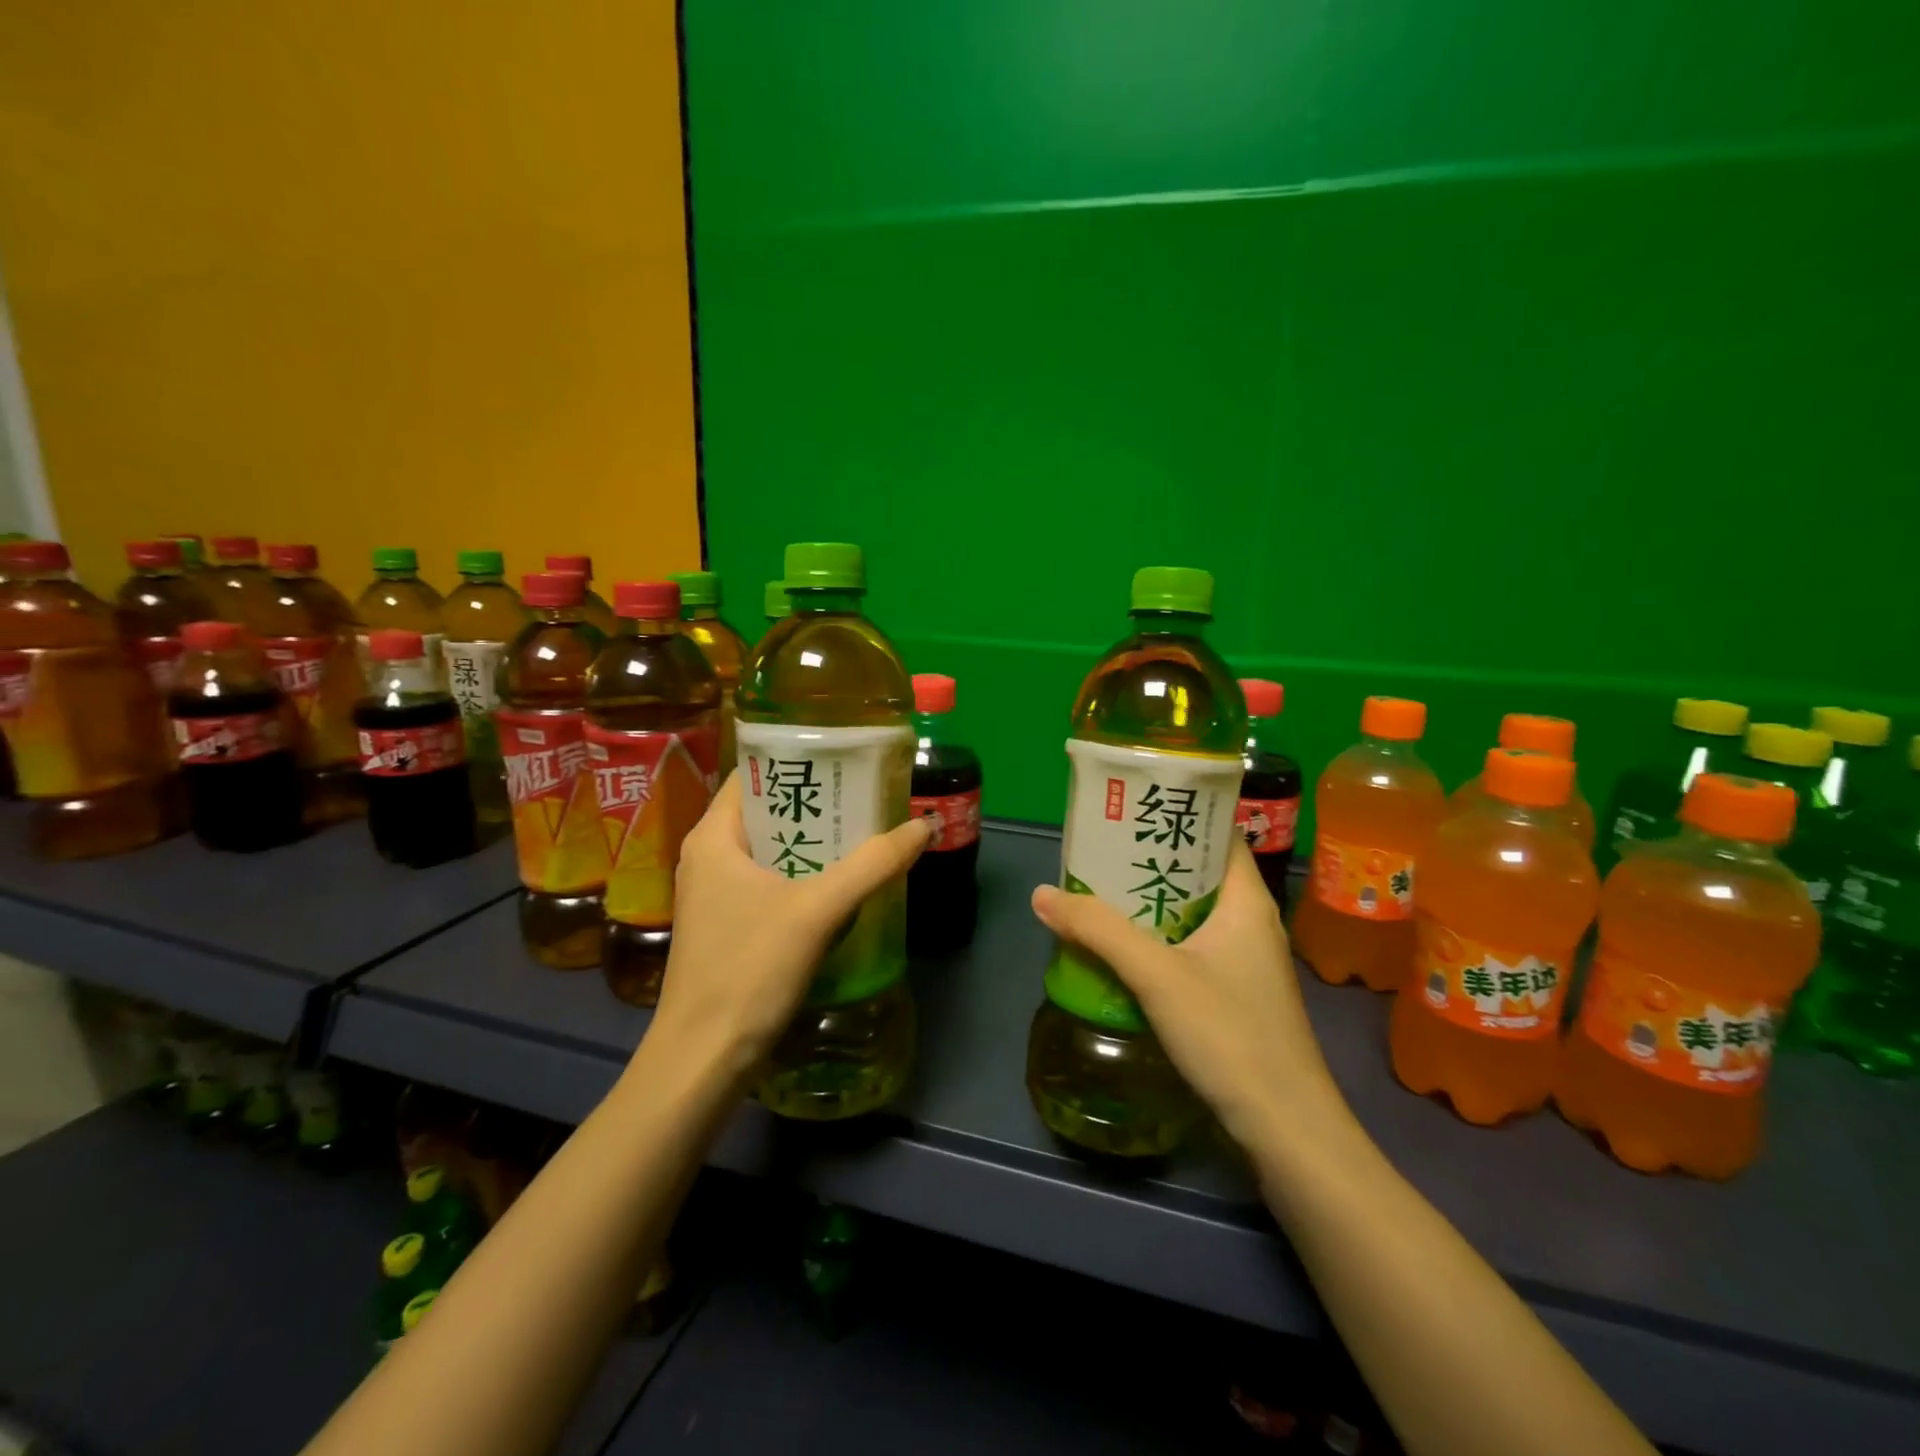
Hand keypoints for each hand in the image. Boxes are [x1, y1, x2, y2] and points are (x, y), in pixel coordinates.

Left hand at [648, 772, 930, 1084]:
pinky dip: (803, 874)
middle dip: (816, 804)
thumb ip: (872, 865)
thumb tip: (923, 826)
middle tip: (866, 797)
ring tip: (863, 832)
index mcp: (713, 837)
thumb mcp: (817, 910)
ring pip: (771, 850)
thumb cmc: (749, 969)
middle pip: (767, 812)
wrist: (704, 1058)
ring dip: (813, 842)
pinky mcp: (727, 925)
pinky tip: (840, 884)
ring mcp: (714, 894)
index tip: (845, 760)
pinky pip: (769, 882)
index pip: (754, 775)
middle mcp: (708, 857)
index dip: (798, 761)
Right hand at [1031, 840, 1338, 1146]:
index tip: (1130, 809)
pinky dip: (1158, 938)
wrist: (1286, 1128)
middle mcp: (1251, 921)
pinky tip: (1122, 949)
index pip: (1218, 834)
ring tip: (1099, 892)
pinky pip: (1191, 947)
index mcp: (1247, 900)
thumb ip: (1099, 930)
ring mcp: (1246, 961)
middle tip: (1099, 851)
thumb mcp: (1157, 975)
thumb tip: (1042, 894)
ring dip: (1149, 902)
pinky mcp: (1236, 994)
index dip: (1178, 816)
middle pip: (1198, 873)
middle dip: (1149, 859)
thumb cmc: (1230, 1034)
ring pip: (1192, 913)